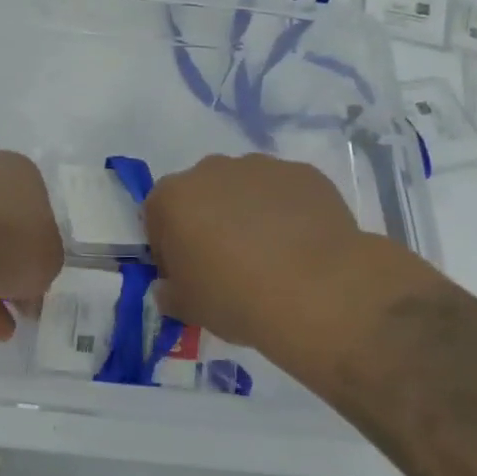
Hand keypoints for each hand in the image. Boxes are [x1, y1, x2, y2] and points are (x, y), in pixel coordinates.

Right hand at [144, 154, 401, 351]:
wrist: (319, 291)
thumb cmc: (236, 297)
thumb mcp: (188, 308)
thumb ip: (169, 293)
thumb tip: (169, 288)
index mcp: (173, 197)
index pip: (156, 216)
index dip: (168, 247)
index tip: (186, 274)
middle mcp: (211, 170)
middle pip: (201, 194)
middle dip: (208, 222)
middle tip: (228, 264)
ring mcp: (260, 167)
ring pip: (244, 189)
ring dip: (248, 214)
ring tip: (271, 256)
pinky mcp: (303, 173)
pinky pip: (285, 193)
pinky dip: (287, 212)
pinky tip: (301, 247)